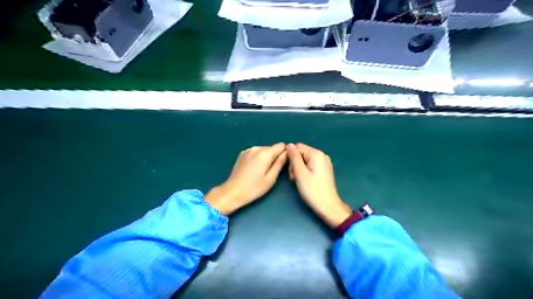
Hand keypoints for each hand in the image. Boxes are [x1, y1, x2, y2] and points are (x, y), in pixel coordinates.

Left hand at [204, 143, 286, 213]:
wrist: (232, 192)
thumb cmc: (254, 188)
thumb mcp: (271, 178)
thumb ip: (280, 163)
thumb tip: (287, 153)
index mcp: (265, 153)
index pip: (281, 146)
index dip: (284, 153)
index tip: (282, 164)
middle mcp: (256, 148)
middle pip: (272, 148)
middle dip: (275, 156)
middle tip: (272, 171)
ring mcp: (248, 150)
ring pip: (263, 150)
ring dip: (266, 158)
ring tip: (262, 171)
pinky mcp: (242, 154)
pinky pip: (255, 152)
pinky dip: (258, 158)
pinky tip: (254, 169)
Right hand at [285, 144, 352, 226]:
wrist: (328, 206)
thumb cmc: (312, 190)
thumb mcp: (300, 172)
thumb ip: (294, 157)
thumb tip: (289, 145)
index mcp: (316, 154)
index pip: (297, 147)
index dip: (290, 157)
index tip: (290, 170)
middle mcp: (322, 155)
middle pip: (301, 153)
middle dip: (295, 164)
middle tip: (294, 178)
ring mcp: (324, 163)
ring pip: (305, 160)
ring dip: (298, 169)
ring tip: (298, 181)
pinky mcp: (324, 170)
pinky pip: (310, 166)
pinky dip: (304, 172)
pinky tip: (304, 181)